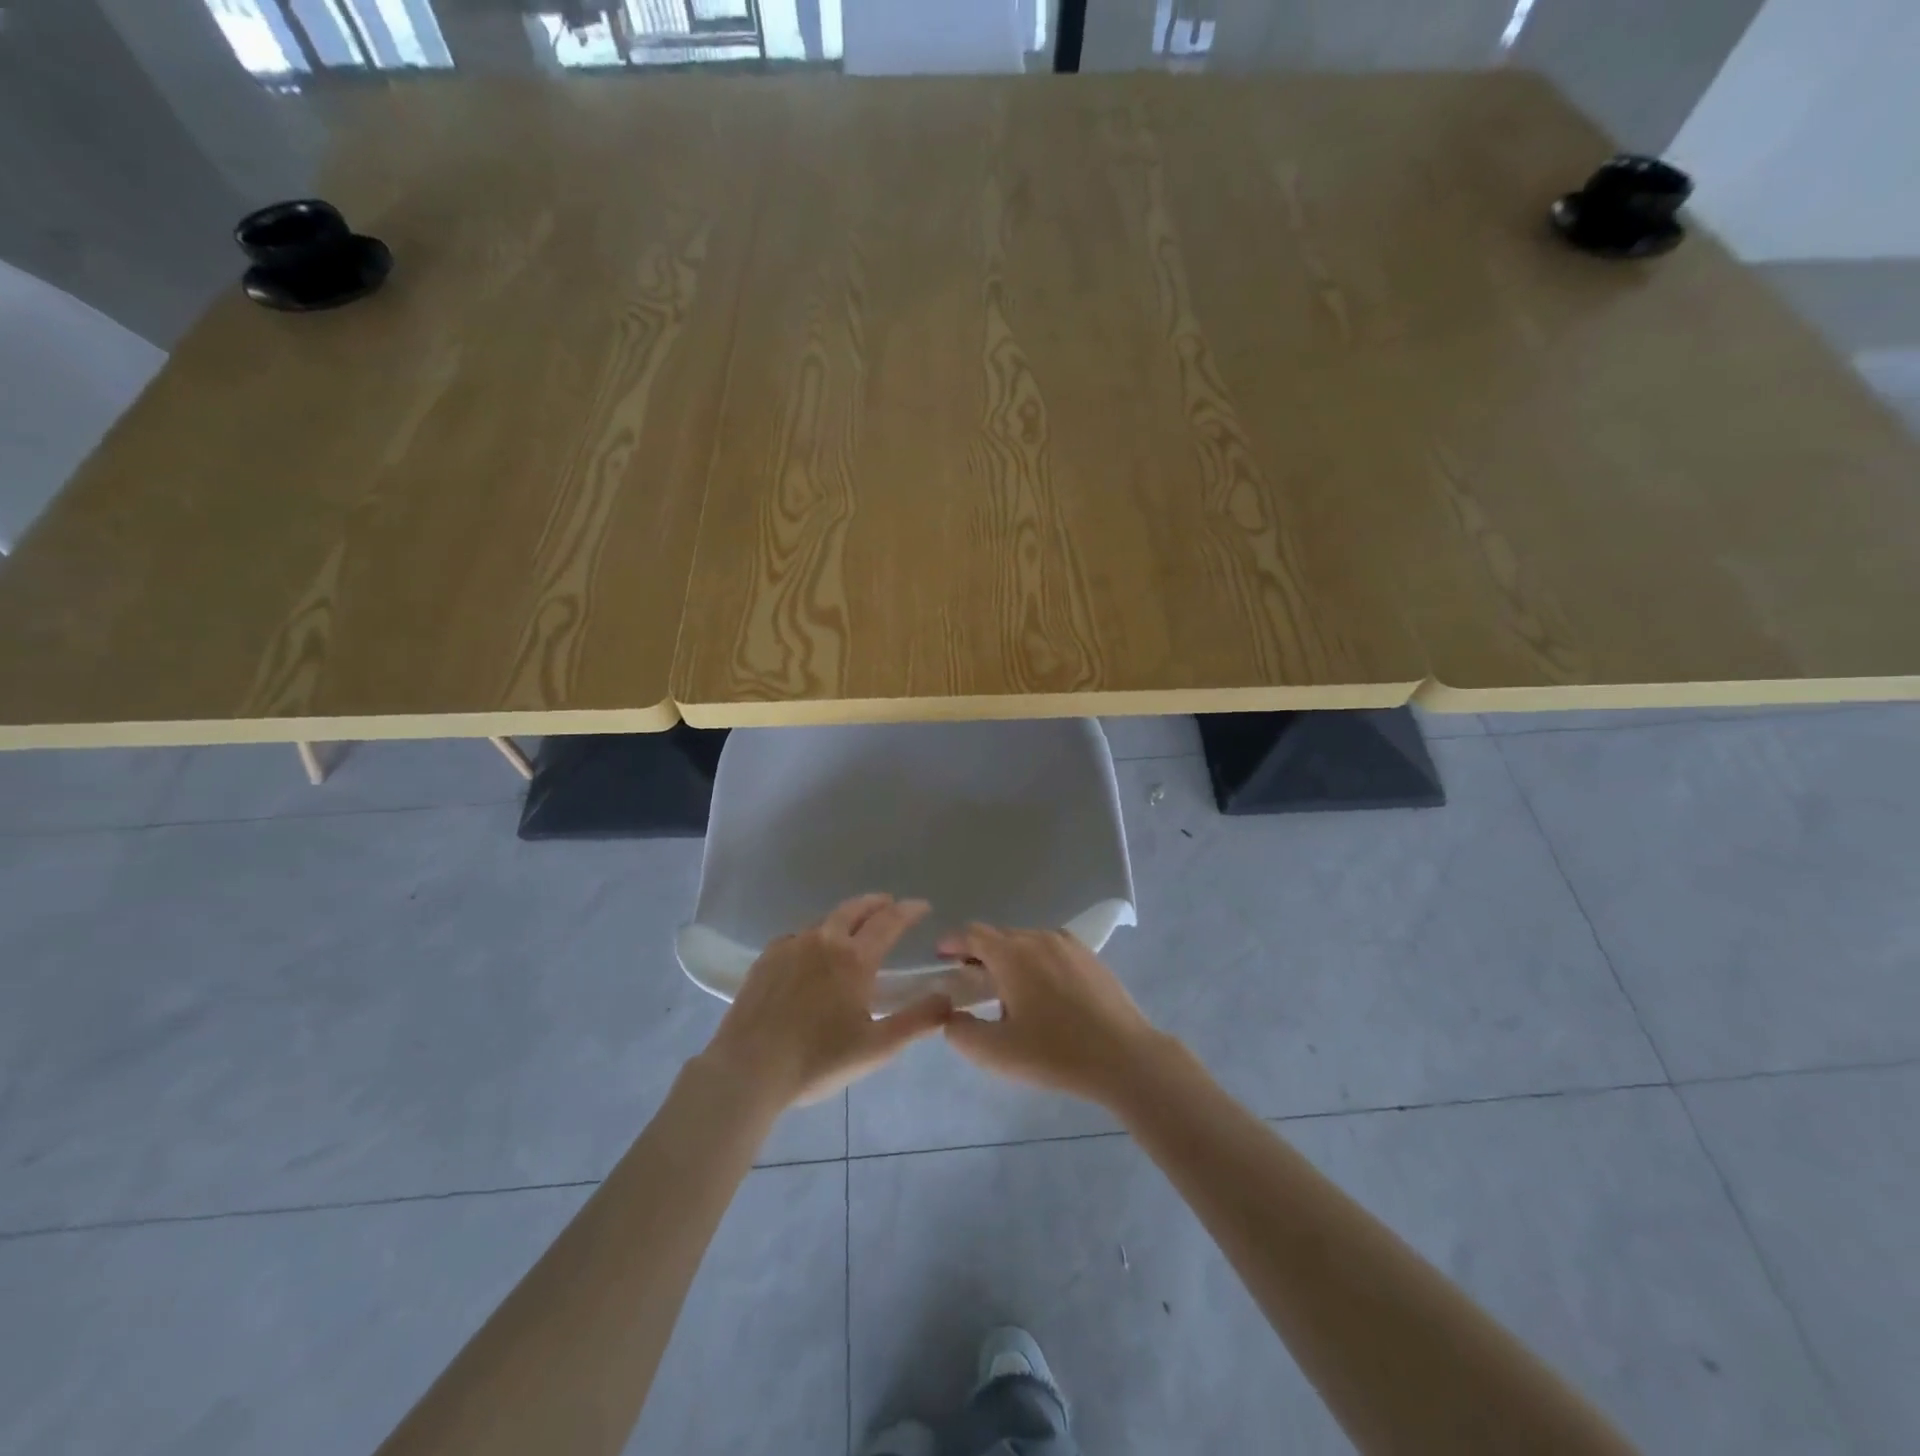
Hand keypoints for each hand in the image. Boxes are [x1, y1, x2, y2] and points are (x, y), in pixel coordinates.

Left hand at [703, 894, 952, 1109]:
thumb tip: (947, 998)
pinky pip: (798, 937)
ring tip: (854, 927)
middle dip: (876, 903)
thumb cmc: (817, 1060)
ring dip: (846, 917)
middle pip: (854, 909)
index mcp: (854, 958)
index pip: (889, 922)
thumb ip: (918, 1022)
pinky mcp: (765, 960)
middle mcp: (823, 941)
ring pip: (825, 921)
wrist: (748, 1069)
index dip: (908, 911)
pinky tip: (811, 951)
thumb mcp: (877, 1048)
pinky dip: (815, 935)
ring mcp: (790, 946)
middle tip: (890, 904)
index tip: (922, 906)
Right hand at [937, 924, 1165, 1107]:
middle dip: (979, 953)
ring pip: (1027, 941)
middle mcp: (1039, 938)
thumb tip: (951, 1017)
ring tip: (1007, 991)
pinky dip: (1036, 962)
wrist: (1125, 1057)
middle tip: (970, 981)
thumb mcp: (997, 1053)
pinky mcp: (1090, 957)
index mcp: (1013, 954)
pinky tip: (1043, 994)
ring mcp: (1068, 944)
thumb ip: (962, 1033)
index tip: (940, 957)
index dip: (952, 942)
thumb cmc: (1055, 1053)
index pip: (972, 934)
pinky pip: (1051, 950)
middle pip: (999, 936)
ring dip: (1009, 958)